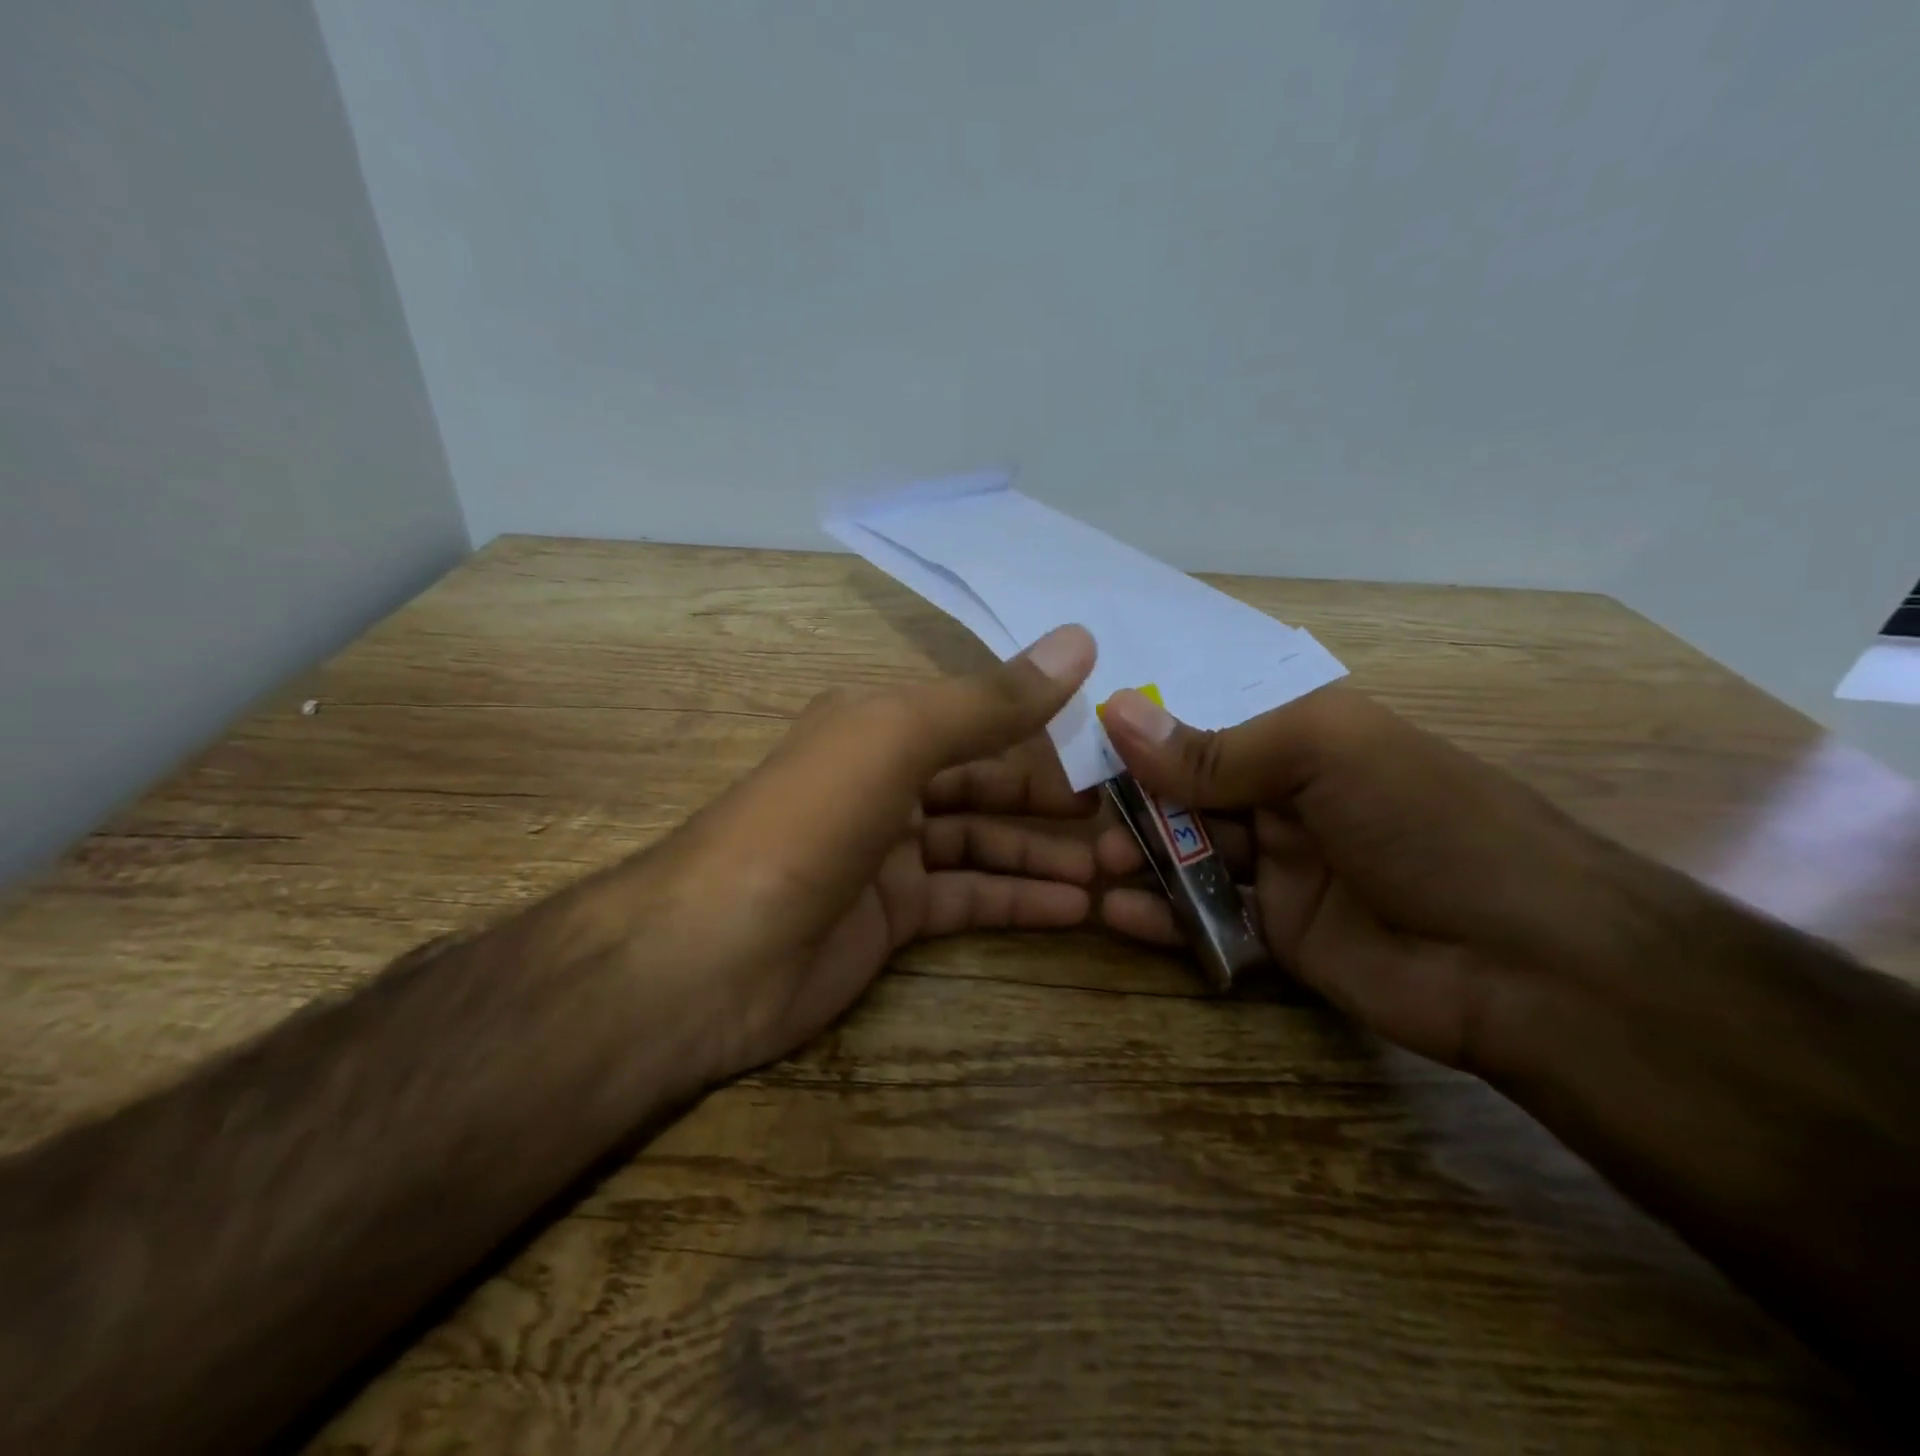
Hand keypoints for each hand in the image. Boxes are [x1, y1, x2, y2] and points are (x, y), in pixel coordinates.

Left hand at [650, 625, 1099, 1080]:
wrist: (716, 954)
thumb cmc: (811, 821)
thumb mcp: (900, 740)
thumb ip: (991, 700)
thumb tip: (1081, 640)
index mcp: (880, 724)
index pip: (979, 715)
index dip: (1043, 726)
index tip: (1110, 744)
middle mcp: (885, 780)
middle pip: (986, 780)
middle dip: (1052, 798)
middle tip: (1124, 816)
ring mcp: (889, 852)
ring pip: (983, 842)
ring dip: (1045, 853)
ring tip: (1118, 868)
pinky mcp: (892, 916)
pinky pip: (969, 898)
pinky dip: (1019, 901)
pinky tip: (1076, 908)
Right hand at [1096, 684, 1627, 1075]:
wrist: (1530, 966)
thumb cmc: (1428, 826)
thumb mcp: (1324, 758)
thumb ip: (1215, 748)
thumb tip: (1116, 711)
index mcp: (1304, 742)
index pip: (1205, 726)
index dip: (1146, 734)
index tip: (1083, 746)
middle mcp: (1289, 799)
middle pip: (1190, 793)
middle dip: (1137, 805)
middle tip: (1087, 823)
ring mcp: (1284, 869)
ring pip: (1193, 854)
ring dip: (1142, 858)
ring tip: (1097, 869)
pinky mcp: (1281, 934)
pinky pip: (1207, 917)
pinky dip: (1162, 916)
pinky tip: (1119, 916)